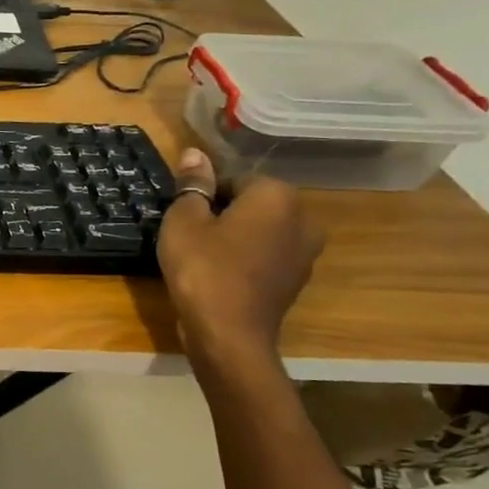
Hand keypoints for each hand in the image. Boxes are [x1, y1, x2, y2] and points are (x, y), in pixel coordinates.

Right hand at [157, 148, 322, 366]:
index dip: (205, 194)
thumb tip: (196, 154)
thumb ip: (193, 185)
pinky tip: (219, 275)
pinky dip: (245, 260)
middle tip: (189, 233)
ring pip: (262, 231)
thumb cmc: (202, 268)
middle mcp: (303, 218)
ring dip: (236, 237)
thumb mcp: (184, 221)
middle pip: (253, 204)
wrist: (228, 334)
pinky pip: (266, 257)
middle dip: (224, 213)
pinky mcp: (296, 281)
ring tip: (202, 255)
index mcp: (277, 195)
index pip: (236, 178)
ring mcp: (305, 253)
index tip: (184, 214)